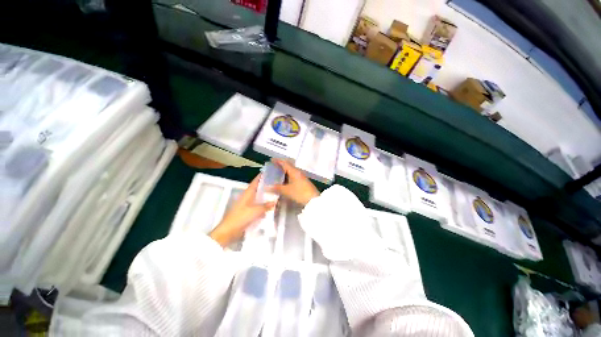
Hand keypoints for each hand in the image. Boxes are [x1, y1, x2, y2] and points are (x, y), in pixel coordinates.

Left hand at [210, 175, 275, 246]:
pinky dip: (263, 203)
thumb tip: (275, 202)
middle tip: (276, 183)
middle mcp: (247, 197)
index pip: (255, 182)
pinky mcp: (247, 211)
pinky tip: (269, 205)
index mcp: (248, 193)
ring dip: (265, 195)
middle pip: (257, 188)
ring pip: (258, 196)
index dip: (261, 176)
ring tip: (275, 193)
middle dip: (265, 185)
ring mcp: (247, 204)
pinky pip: (257, 204)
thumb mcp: (255, 211)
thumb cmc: (241, 217)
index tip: (269, 172)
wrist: (229, 231)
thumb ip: (266, 206)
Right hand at [270, 159, 319, 205]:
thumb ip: (276, 188)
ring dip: (284, 171)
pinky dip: (288, 176)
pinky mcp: (303, 182)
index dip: (277, 161)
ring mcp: (301, 177)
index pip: (285, 163)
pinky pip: (293, 176)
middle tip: (273, 167)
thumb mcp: (286, 191)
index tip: (271, 160)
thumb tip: (267, 187)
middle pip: (288, 166)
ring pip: (291, 171)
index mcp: (294, 171)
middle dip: (281, 166)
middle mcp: (298, 172)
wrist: (313, 200)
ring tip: (277, 174)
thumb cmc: (299, 193)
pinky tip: (284, 181)